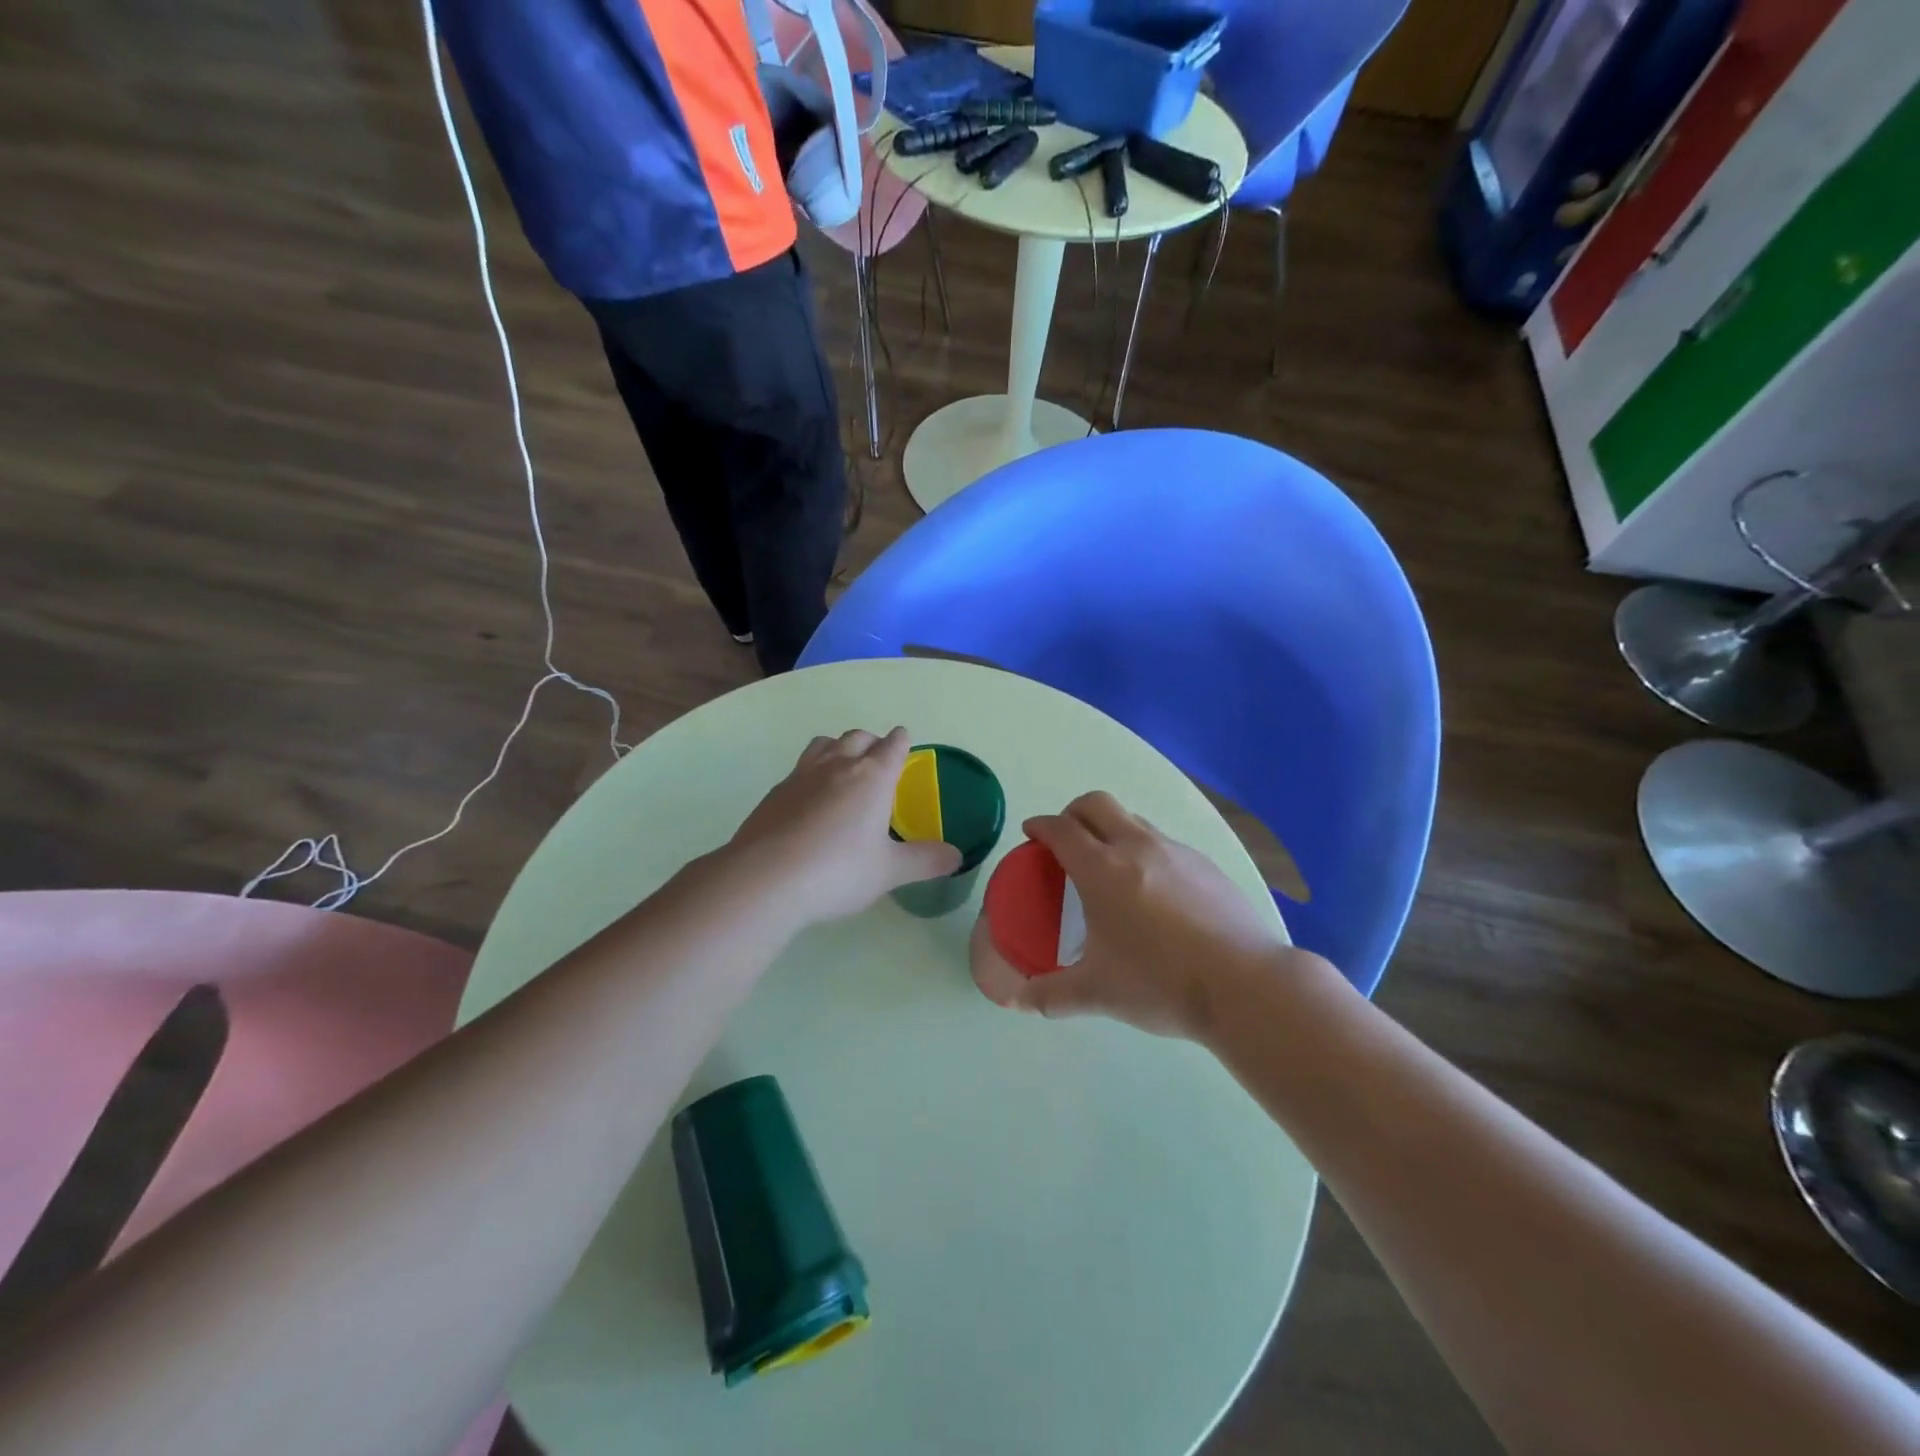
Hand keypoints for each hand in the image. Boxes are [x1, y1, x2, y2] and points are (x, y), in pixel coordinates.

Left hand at [728, 727, 961, 925]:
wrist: (765, 878)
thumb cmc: (838, 871)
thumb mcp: (889, 871)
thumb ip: (925, 861)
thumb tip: (957, 856)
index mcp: (872, 777)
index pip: (892, 746)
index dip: (901, 741)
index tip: (904, 739)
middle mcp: (838, 766)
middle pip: (858, 737)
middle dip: (872, 741)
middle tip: (878, 757)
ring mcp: (802, 775)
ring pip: (825, 744)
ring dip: (839, 747)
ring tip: (844, 766)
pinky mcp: (775, 792)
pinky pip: (800, 767)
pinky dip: (813, 771)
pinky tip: (811, 798)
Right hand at [975, 791, 1333, 1040]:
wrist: (1245, 986)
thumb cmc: (1161, 984)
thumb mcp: (1097, 993)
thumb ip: (1050, 995)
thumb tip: (1017, 1001)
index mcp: (1102, 869)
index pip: (1061, 829)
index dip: (1040, 826)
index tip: (1031, 834)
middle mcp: (1137, 847)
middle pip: (1096, 804)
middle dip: (1073, 813)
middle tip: (1065, 842)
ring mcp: (1176, 851)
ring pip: (1133, 820)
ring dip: (1111, 829)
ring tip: (1109, 867)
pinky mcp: (1206, 864)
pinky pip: (1164, 843)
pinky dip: (1144, 851)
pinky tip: (1153, 892)